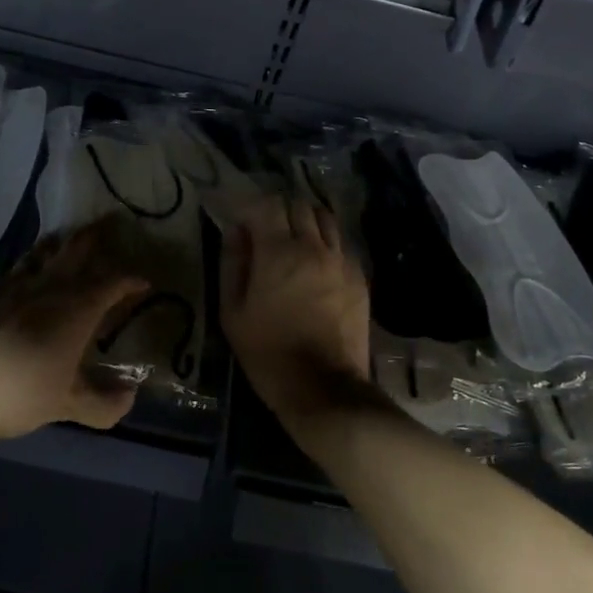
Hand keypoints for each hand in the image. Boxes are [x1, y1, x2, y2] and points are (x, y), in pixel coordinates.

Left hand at [0, 217, 149, 439]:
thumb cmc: (22, 392)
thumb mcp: (68, 405)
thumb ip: (103, 404)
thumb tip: (130, 397)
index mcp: (78, 309)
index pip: (112, 284)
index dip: (130, 281)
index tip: (143, 283)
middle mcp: (50, 287)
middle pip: (77, 251)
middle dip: (95, 237)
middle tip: (107, 224)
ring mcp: (15, 285)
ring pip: (43, 253)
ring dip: (59, 243)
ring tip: (67, 238)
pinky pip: (15, 270)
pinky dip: (28, 265)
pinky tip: (25, 275)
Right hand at [221, 193, 371, 424]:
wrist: (323, 388)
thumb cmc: (268, 352)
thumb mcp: (233, 312)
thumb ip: (233, 264)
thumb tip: (236, 230)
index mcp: (278, 252)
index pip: (268, 204)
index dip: (252, 206)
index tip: (243, 221)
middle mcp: (313, 246)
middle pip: (299, 205)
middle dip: (279, 211)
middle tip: (266, 232)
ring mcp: (341, 260)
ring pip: (325, 219)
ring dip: (307, 221)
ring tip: (294, 242)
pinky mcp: (359, 277)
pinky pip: (341, 244)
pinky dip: (326, 243)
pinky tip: (317, 265)